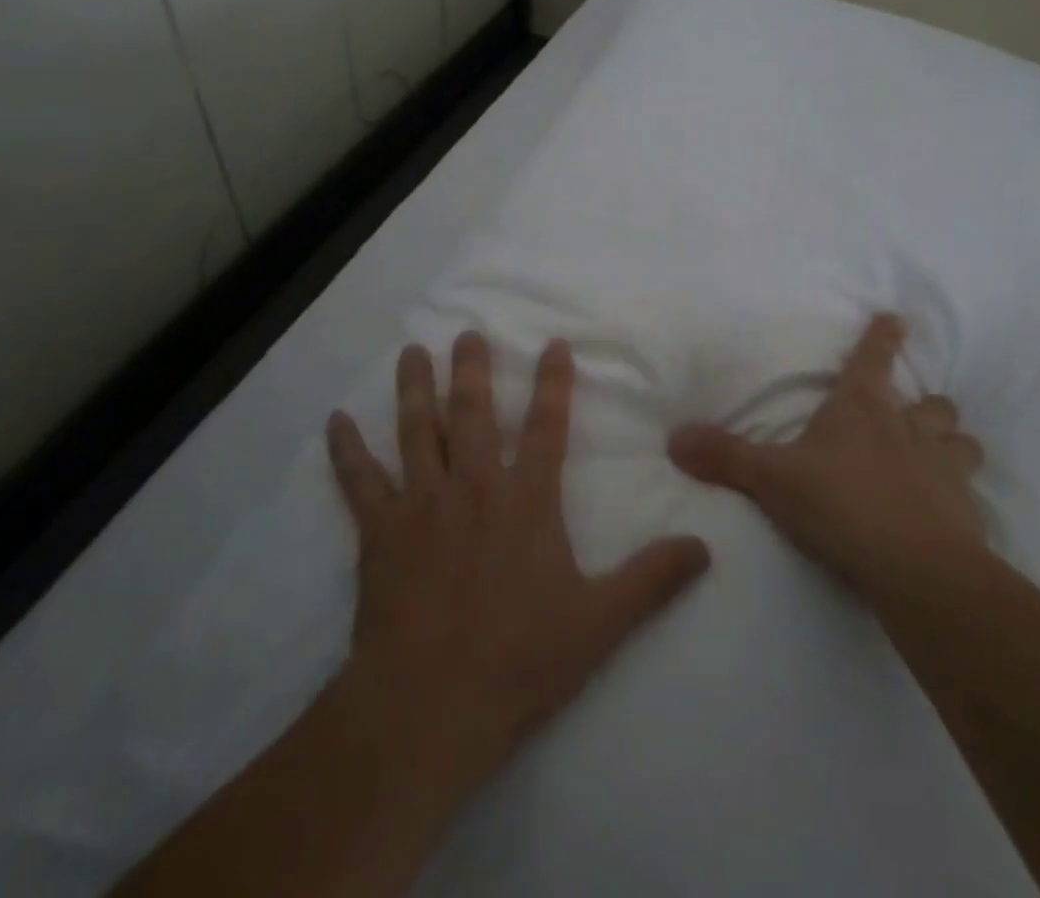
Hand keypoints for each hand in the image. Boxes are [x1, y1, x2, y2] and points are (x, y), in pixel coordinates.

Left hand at [326, 333, 711, 792]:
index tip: (553, 345)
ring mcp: (422, 505)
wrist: (429, 707)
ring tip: (411, 352)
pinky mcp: (380, 533)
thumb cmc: (518, 660)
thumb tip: (704, 546)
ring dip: (414, 389)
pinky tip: (335, 421)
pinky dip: (346, 451)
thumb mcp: (600, 623)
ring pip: (417, 432)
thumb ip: (652, 579)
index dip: (552, 384)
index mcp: (525, 502)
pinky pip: (359, 482)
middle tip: (467, 333)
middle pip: (472, 415)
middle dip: (472, 370)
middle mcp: (474, 488)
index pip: (546, 428)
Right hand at [667, 314, 987, 596]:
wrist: (915, 570)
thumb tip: (674, 438)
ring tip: (938, 457)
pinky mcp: (967, 513)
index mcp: (863, 408)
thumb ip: (724, 457)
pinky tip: (948, 513)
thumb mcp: (772, 480)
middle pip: (933, 403)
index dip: (884, 336)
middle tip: (913, 414)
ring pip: (961, 442)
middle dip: (926, 404)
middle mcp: (911, 429)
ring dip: (951, 444)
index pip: (875, 357)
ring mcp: (945, 470)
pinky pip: (969, 494)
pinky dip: (959, 496)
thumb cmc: (841, 505)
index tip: (896, 318)